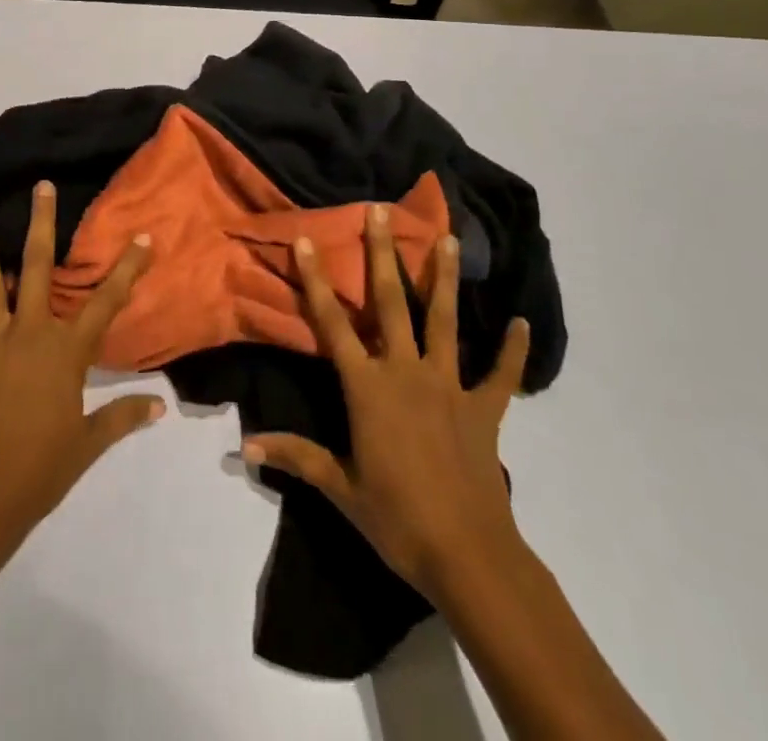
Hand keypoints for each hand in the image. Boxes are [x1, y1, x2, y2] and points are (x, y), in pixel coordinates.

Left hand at [0, 181, 161, 557]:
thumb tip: (159, 407)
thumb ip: (121, 418)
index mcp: (65, 352)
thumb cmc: (39, 472)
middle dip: (41, 224)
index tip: (143, 237)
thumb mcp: (87, 446)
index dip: (127, 268)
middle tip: (41, 187)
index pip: (106, 302)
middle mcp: (28, 334)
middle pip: (36, 268)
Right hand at [243, 204, 530, 602]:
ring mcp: (448, 386)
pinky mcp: (484, 409)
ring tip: (448, 238)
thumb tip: (245, 446)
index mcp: (368, 387)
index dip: (317, 280)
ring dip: (445, 278)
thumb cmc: (396, 518)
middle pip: (391, 303)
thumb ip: (296, 457)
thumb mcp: (340, 487)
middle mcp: (406, 372)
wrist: (467, 555)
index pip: (333, 324)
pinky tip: (521, 323)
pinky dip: (511, 350)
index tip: (308, 239)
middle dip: (383, 255)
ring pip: (445, 321)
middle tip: (381, 211)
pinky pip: (499, 375)